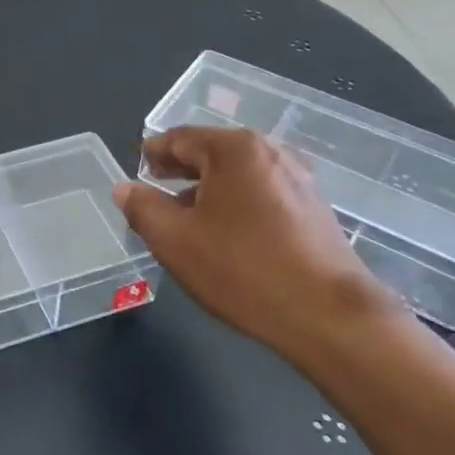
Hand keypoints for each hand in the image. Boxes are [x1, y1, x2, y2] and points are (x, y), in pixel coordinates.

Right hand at [113, 128, 411, 364]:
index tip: (137, 173)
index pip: (179, 138)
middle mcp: (270, 153)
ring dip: (208, 192)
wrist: (329, 316)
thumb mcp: (175, 240)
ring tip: (188, 222)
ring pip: (237, 176)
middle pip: (211, 153)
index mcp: (234, 149)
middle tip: (155, 195)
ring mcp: (298, 180)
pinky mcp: (315, 209)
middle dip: (180, 173)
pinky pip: (262, 195)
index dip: (152, 155)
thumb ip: (142, 208)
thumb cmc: (243, 270)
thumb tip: (125, 188)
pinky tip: (227, 238)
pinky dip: (237, 206)